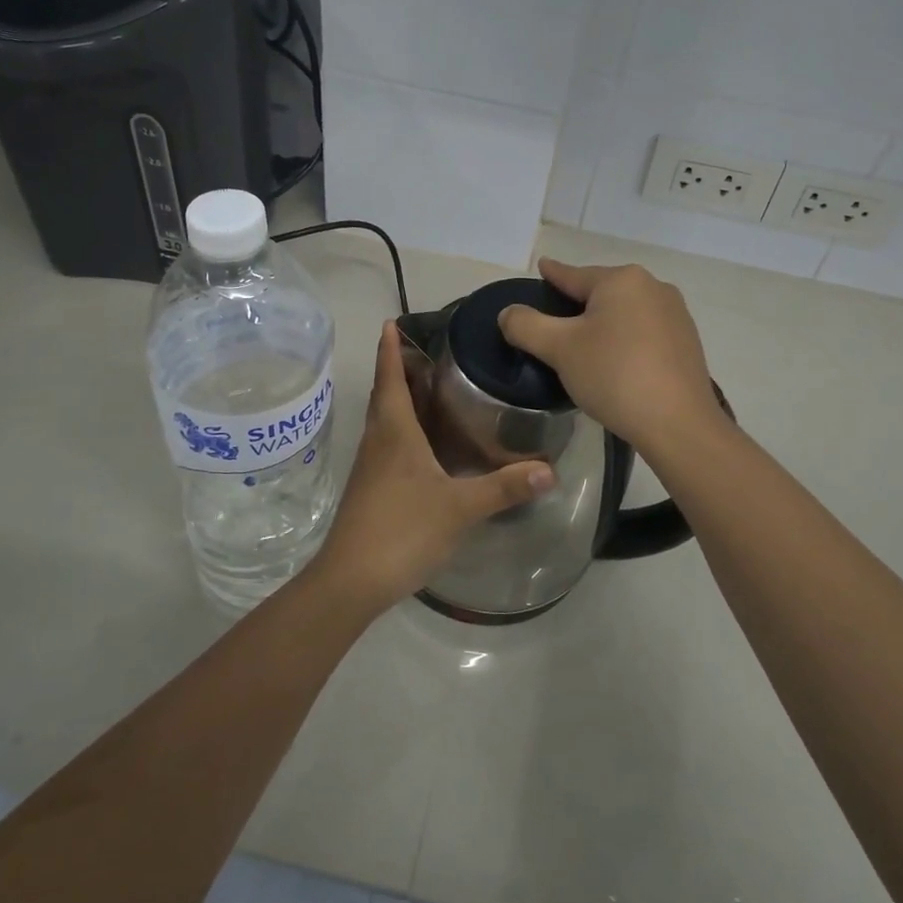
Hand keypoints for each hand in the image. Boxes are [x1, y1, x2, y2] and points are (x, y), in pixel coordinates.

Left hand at [309, 321, 554, 616]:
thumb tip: (550, 469)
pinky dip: (403, 429)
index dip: (390, 349)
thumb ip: (503, 487)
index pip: (390, 378)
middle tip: (425, 351)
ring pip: (385, 420)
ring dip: (400, 398)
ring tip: (429, 388)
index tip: (391, 322)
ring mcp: (371, 467)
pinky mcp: (372, 489)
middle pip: (385, 395)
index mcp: (394, 432)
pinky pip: (387, 444)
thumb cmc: (402, 530)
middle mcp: (378, 441)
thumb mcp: (460, 507)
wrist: (352, 580)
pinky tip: (425, 444)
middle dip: (398, 369)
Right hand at [498, 257, 722, 455]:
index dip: (552, 274)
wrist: (677, 423)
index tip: (542, 268)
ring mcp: (675, 314)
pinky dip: (625, 339)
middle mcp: (653, 287)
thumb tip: (508, 313)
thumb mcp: (559, 349)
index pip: (574, 275)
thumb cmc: (614, 375)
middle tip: (555, 322)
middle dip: (578, 303)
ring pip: (625, 311)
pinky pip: (645, 331)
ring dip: (604, 323)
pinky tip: (616, 361)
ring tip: (584, 344)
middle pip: (602, 292)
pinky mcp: (687, 342)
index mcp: (622, 280)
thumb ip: (526, 325)